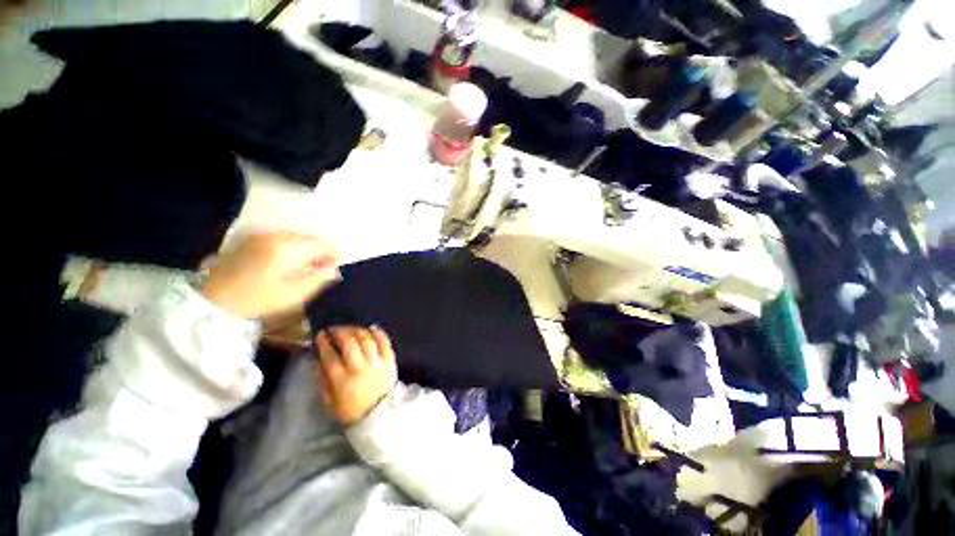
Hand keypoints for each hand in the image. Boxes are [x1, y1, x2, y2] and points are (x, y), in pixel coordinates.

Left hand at [201, 231, 339, 318]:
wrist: (214, 301)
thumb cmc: (258, 300)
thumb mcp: (294, 294)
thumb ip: (319, 279)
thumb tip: (335, 269)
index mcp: (285, 248)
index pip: (319, 243)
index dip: (332, 253)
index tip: (336, 265)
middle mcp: (273, 236)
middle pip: (307, 238)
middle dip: (319, 251)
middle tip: (323, 267)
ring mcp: (260, 236)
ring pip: (294, 238)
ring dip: (305, 249)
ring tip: (307, 266)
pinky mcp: (250, 239)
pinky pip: (280, 239)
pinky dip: (290, 247)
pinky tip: (288, 262)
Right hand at [315, 326, 397, 424]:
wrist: (381, 415)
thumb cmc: (352, 410)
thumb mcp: (331, 401)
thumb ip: (323, 381)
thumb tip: (318, 361)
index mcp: (342, 380)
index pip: (330, 356)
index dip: (324, 343)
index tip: (321, 335)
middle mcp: (360, 368)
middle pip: (350, 343)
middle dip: (340, 332)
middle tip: (334, 329)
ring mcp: (377, 363)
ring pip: (367, 340)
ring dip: (357, 330)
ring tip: (351, 329)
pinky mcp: (390, 361)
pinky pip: (385, 343)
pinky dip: (379, 333)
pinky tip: (372, 328)